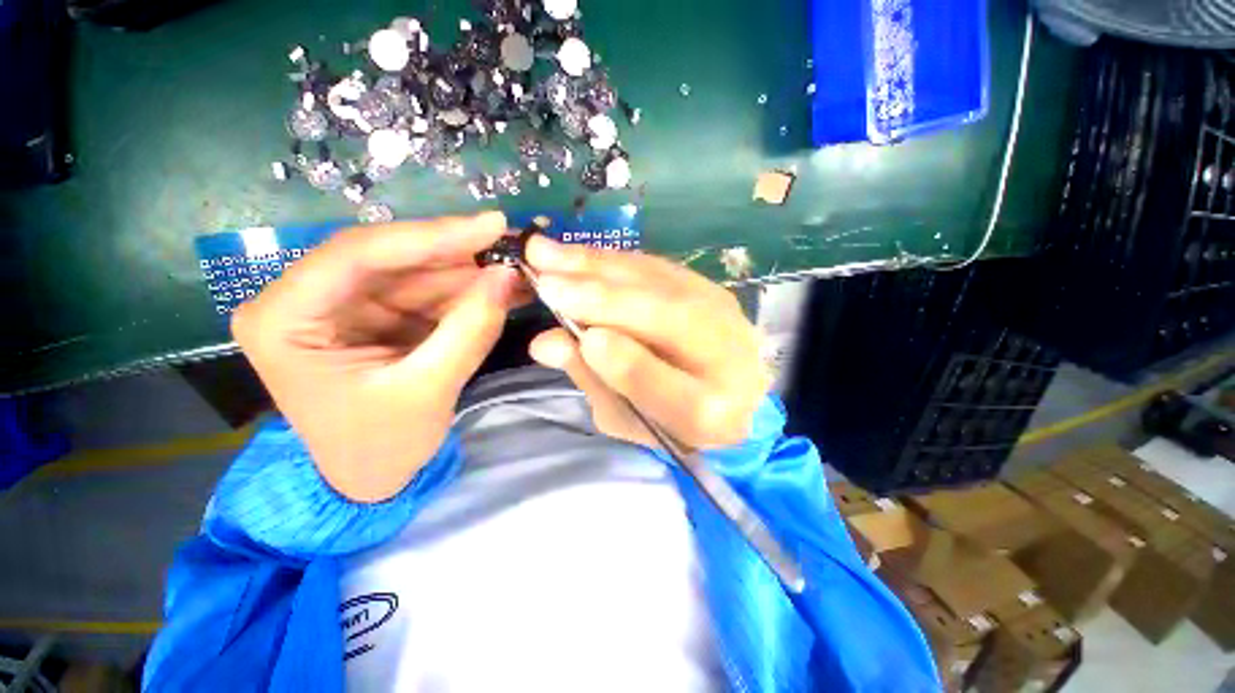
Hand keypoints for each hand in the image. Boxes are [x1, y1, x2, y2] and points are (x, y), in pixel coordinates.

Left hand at [231, 212, 521, 501]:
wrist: (374, 477)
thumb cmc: (382, 445)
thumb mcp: (428, 390)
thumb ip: (470, 330)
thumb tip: (508, 276)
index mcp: (286, 319)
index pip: (358, 255)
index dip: (431, 235)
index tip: (492, 224)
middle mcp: (309, 299)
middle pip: (392, 257)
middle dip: (458, 253)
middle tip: (515, 244)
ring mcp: (347, 304)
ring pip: (417, 271)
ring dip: (471, 271)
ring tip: (520, 268)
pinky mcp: (380, 314)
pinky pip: (430, 291)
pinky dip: (469, 290)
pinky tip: (503, 288)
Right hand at [525, 237, 769, 449]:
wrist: (727, 392)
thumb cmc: (666, 417)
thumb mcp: (624, 416)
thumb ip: (591, 379)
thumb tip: (546, 342)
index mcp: (705, 412)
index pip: (665, 387)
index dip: (623, 362)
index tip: (582, 339)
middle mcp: (726, 357)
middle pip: (667, 319)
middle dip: (602, 300)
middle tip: (546, 284)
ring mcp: (725, 315)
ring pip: (659, 283)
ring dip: (599, 266)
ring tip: (547, 254)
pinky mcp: (711, 287)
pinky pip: (657, 267)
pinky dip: (613, 260)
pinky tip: (579, 253)